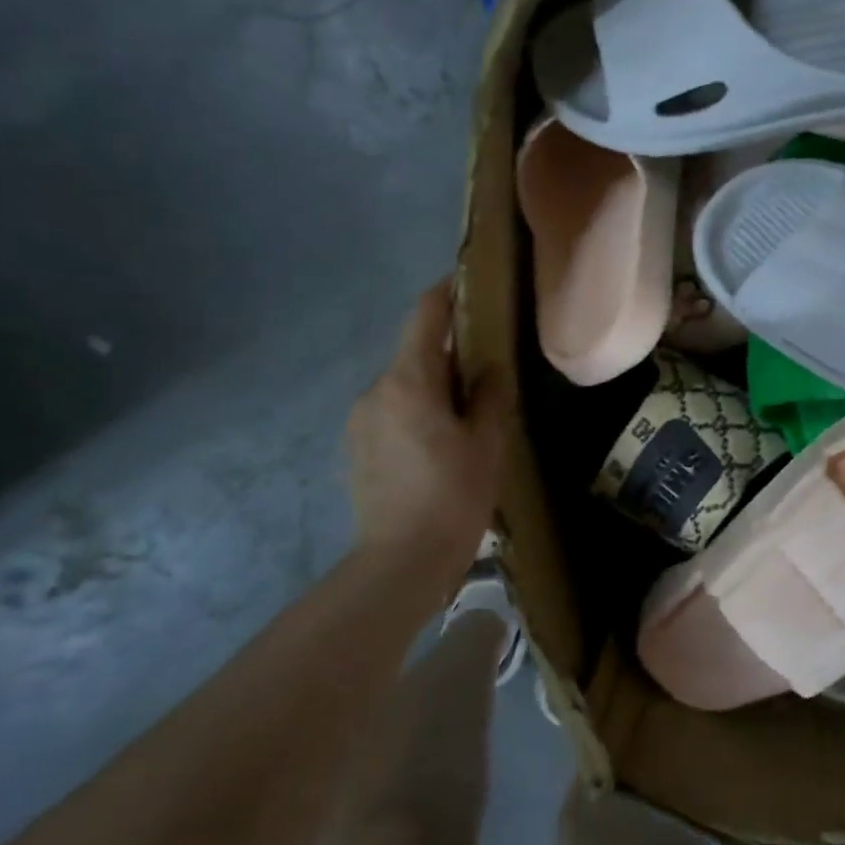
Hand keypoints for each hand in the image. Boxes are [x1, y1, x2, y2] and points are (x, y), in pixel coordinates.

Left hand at [347, 278, 508, 591]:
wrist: (399, 563)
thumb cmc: (453, 497)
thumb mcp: (487, 443)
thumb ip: (489, 394)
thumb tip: (488, 366)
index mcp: (409, 382)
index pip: (424, 316)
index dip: (446, 292)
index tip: (468, 281)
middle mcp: (375, 391)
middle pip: (415, 353)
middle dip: (448, 352)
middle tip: (486, 368)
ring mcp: (360, 420)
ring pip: (403, 384)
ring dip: (432, 386)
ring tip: (465, 415)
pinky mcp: (355, 447)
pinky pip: (391, 411)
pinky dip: (416, 411)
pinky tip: (438, 444)